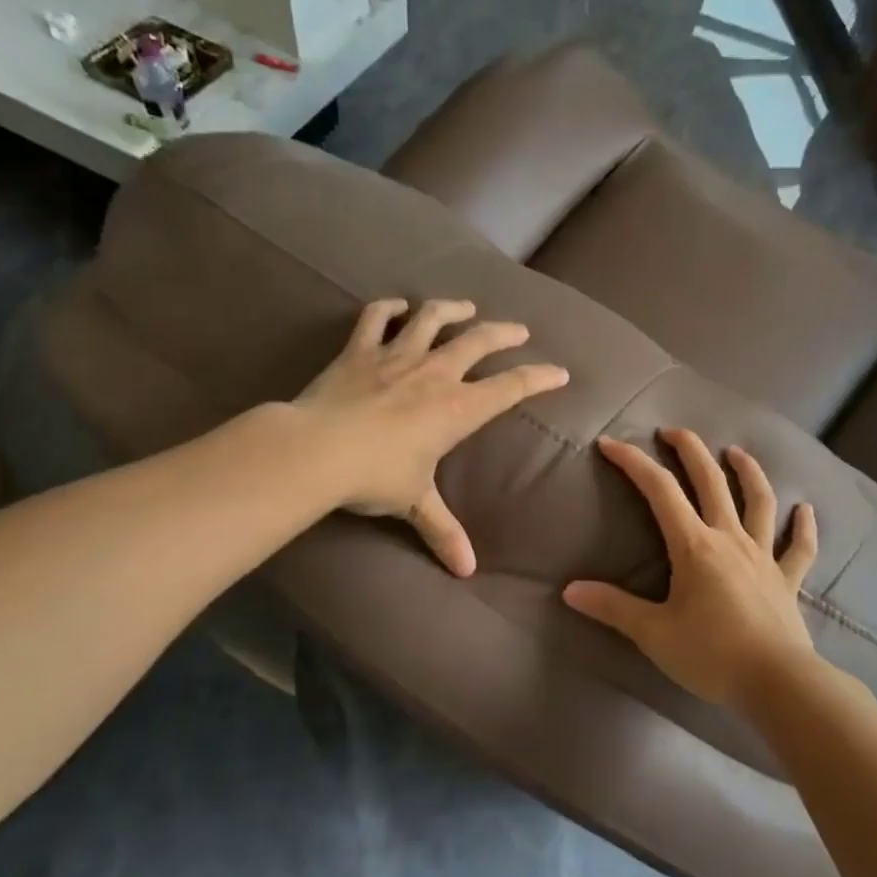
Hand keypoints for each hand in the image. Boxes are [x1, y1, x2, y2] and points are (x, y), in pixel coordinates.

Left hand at [295, 298, 568, 576]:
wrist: (316, 450)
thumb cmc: (375, 476)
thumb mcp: (414, 503)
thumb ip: (443, 531)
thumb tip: (467, 571)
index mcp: (457, 408)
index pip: (511, 387)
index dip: (539, 378)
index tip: (560, 372)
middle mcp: (435, 373)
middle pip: (479, 340)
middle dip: (505, 333)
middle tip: (519, 330)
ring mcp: (396, 356)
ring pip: (432, 318)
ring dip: (452, 308)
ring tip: (466, 305)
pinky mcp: (359, 350)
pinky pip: (376, 318)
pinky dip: (389, 308)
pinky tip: (398, 305)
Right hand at [563, 428, 818, 709]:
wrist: (778, 683)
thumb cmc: (711, 655)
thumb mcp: (653, 633)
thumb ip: (613, 608)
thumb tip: (569, 590)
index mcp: (694, 546)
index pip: (659, 491)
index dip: (633, 463)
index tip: (610, 444)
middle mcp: (730, 538)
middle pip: (711, 481)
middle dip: (690, 450)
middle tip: (673, 431)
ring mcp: (763, 556)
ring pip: (759, 501)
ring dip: (748, 472)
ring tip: (735, 452)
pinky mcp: (788, 579)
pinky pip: (799, 548)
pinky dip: (803, 527)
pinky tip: (805, 510)